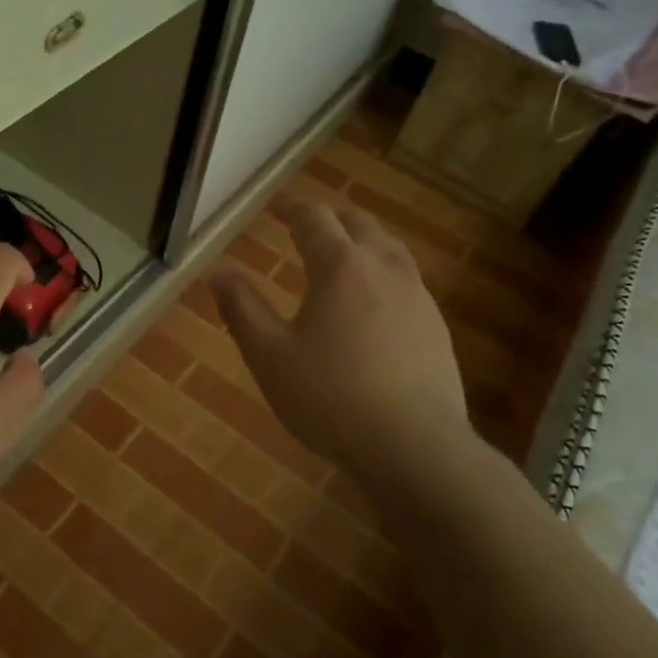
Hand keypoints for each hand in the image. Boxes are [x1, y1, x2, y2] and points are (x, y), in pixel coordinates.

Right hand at [211, 199, 471, 490]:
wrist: (415, 448)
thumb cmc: (330, 397)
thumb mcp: (269, 356)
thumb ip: (242, 309)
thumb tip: (219, 273)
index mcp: (340, 266)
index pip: (315, 219)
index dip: (294, 209)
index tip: (278, 209)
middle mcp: (384, 268)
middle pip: (359, 224)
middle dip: (330, 218)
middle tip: (308, 226)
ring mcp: (418, 296)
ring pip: (390, 248)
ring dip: (362, 240)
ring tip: (344, 254)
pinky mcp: (437, 327)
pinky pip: (407, 280)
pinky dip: (383, 272)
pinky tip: (375, 302)